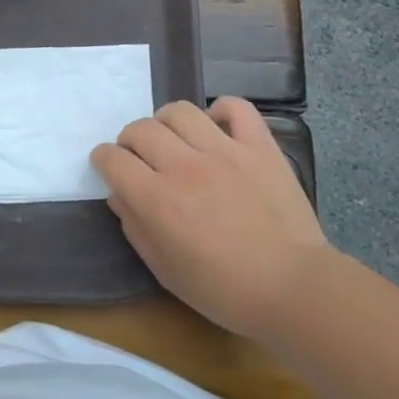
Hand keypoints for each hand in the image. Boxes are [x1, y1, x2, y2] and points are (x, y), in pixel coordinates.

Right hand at [91, 97, 333, 342]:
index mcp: (158, 199)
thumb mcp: (165, 271)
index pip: (113, 159)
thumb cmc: (225, 291)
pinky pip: (235, 107)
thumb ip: (136, 229)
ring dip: (165, 122)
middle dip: (129, 140)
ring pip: (179, 111)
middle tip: (138, 156)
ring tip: (173, 139)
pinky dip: (221, 110)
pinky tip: (216, 127)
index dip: (103, 159)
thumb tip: (119, 195)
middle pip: (140, 129)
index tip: (108, 166)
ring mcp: (225, 151)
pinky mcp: (259, 147)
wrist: (295, 290)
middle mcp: (185, 166)